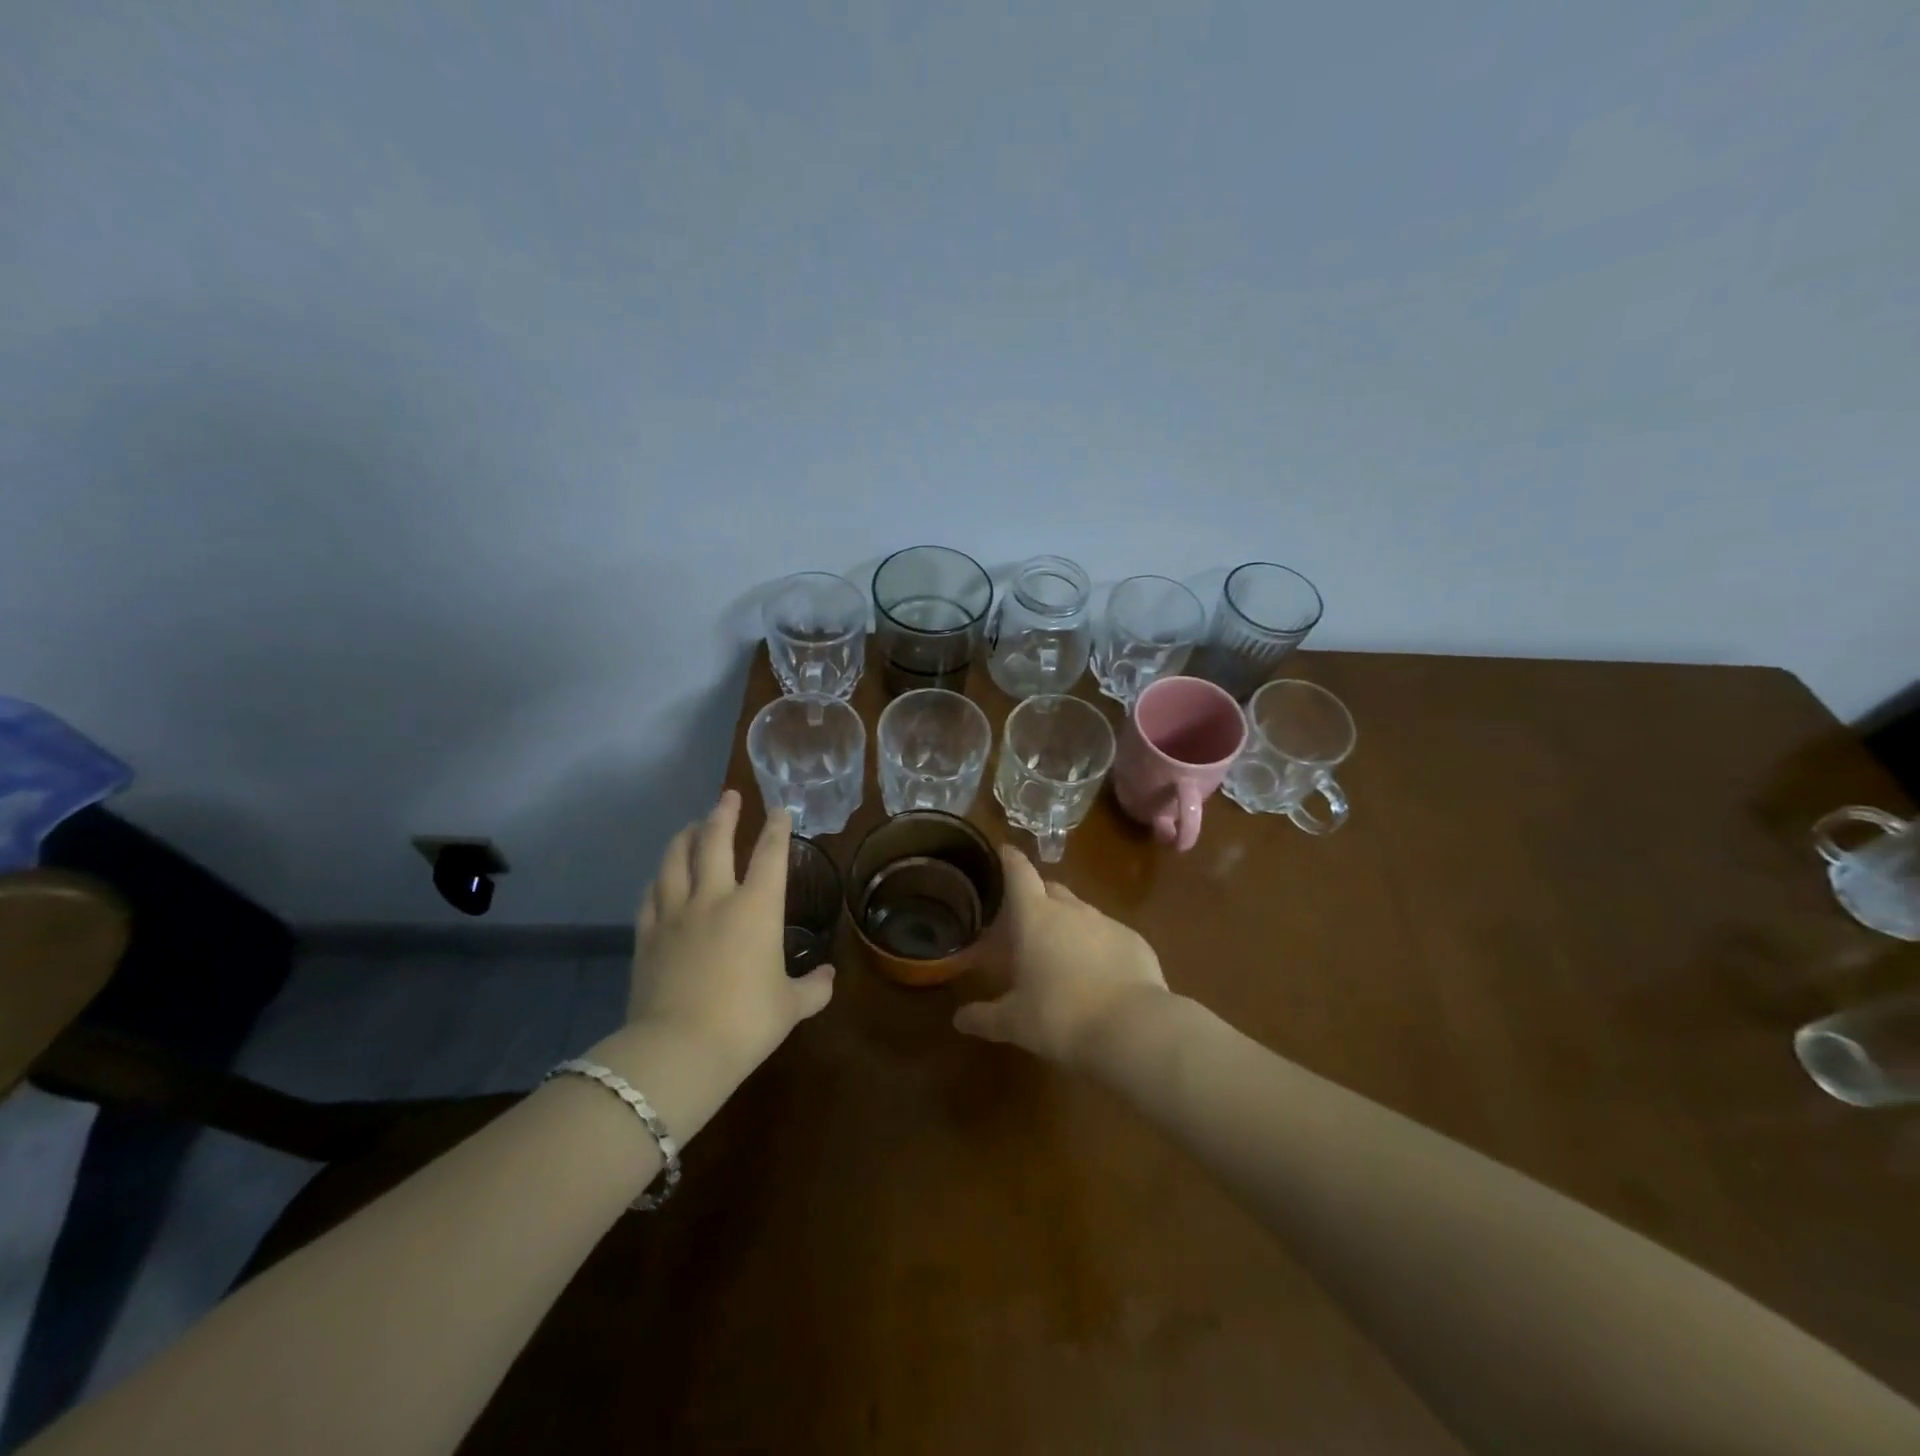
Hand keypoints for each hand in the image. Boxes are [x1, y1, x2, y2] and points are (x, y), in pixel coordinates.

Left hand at [623, 791, 833, 1082]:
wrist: (679, 1049)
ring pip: (676, 861)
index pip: (771, 855)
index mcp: (757, 909)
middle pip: (716, 843)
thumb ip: (812, 988)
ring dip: (685, 837)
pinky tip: (661, 875)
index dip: (778, 829)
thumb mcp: (790, 1007)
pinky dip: (659, 878)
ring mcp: (676, 915)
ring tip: (691, 825)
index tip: (780, 809)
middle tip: (728, 796)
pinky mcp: (647, 936)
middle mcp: (715, 899)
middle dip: (724, 815)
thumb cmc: (746, 1023)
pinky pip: (651, 895)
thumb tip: (828, 977)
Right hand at [953, 846, 1168, 1065]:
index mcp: (1035, 917)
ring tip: (1060, 954)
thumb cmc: (1061, 1018)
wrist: (1133, 1029)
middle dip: (1037, 899)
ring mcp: (1106, 922)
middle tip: (1024, 922)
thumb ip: (984, 1017)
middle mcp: (1071, 909)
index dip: (1009, 859)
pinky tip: (1097, 975)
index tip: (1003, 852)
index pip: (1019, 872)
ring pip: (1081, 912)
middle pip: (1050, 889)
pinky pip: (1108, 934)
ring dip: (1068, 925)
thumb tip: (959, 1019)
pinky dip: (1098, 946)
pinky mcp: (1135, 941)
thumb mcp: (1014, 1023)